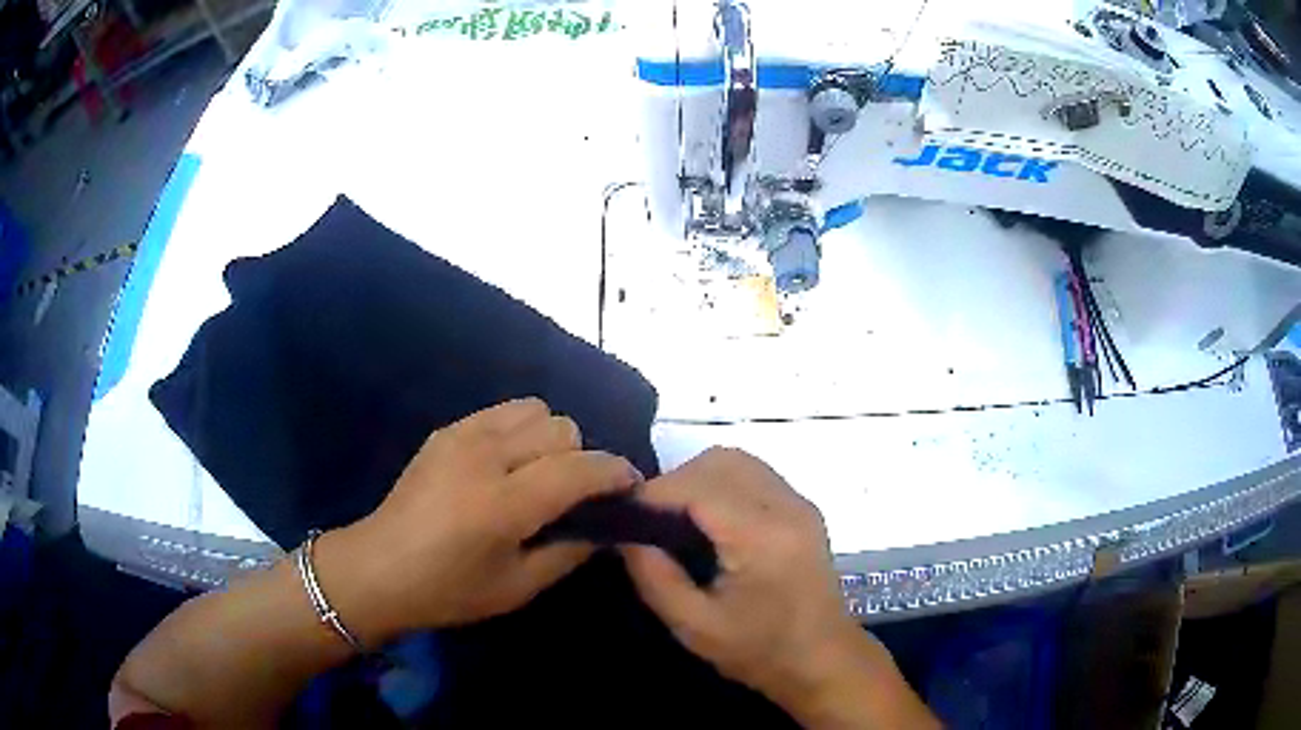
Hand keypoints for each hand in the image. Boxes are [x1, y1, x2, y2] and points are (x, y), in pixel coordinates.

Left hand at [316, 398, 641, 641]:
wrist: (378, 568)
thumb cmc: (449, 590)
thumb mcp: (518, 587)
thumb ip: (570, 552)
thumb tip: (607, 528)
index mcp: (503, 504)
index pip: (579, 469)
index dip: (615, 473)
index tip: (630, 488)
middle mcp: (485, 457)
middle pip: (562, 429)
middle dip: (582, 459)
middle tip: (575, 495)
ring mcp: (463, 435)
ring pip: (536, 410)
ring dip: (551, 439)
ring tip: (539, 474)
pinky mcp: (447, 430)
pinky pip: (503, 411)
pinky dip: (521, 430)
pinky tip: (507, 465)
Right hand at [621, 448, 936, 728]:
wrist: (823, 660)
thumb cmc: (759, 650)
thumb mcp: (694, 626)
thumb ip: (654, 577)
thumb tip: (626, 536)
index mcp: (762, 538)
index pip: (700, 487)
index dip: (656, 492)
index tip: (625, 514)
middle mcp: (786, 507)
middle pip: (720, 462)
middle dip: (676, 481)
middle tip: (650, 519)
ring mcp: (800, 503)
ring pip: (738, 460)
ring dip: (700, 477)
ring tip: (676, 517)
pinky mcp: (804, 509)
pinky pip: (755, 474)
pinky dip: (723, 482)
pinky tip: (709, 519)